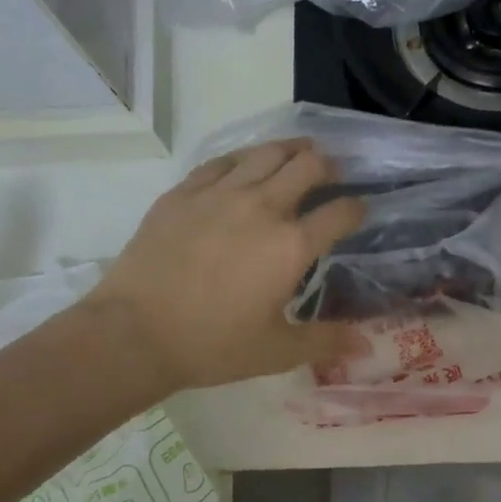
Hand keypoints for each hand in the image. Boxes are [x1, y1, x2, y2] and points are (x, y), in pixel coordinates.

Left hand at [82, 139, 366, 395]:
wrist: (134, 333)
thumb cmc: (213, 345)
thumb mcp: (277, 351)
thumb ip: (325, 341)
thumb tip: (366, 345)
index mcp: (291, 246)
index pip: (340, 213)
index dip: (357, 208)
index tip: (360, 210)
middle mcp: (262, 207)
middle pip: (308, 166)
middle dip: (329, 166)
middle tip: (332, 175)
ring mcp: (219, 194)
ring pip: (266, 152)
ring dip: (291, 150)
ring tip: (300, 153)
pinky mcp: (183, 192)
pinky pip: (222, 161)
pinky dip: (244, 158)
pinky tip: (246, 163)